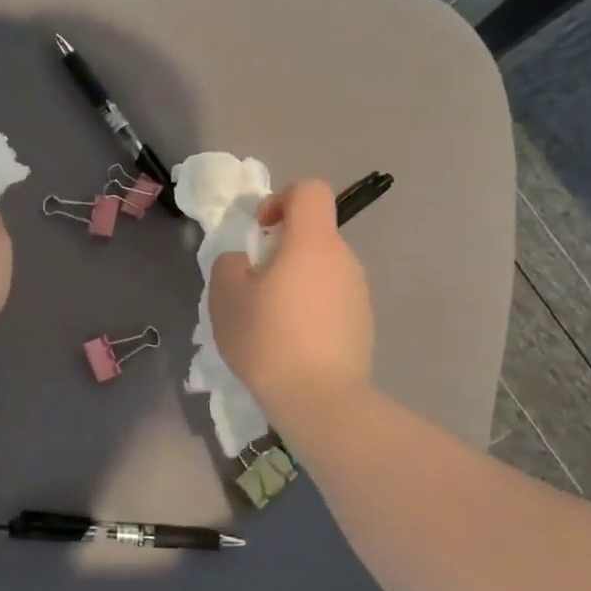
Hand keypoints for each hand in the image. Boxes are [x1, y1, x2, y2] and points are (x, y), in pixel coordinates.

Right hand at [209, 180, 372, 422]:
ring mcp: (359, 292)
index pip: (309, 190)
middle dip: (282, 249)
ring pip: (321, 269)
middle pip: (313, 234)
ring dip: (296, 281)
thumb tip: (244, 262)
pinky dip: (311, 308)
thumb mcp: (226, 296)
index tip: (260, 231)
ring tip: (270, 320)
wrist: (320, 400)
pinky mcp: (364, 323)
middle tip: (254, 285)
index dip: (281, 199)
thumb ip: (229, 264)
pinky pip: (332, 300)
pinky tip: (292, 343)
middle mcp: (344, 259)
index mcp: (313, 242)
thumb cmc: (268, 339)